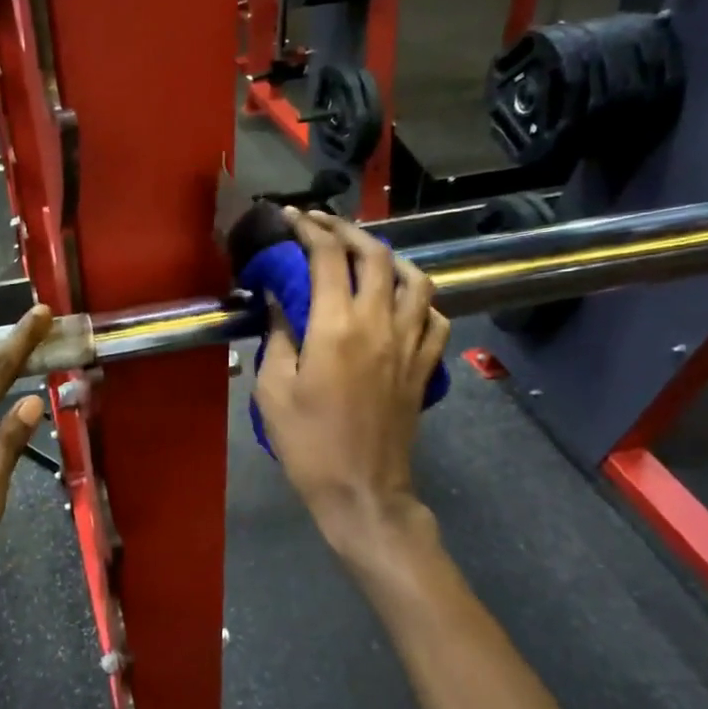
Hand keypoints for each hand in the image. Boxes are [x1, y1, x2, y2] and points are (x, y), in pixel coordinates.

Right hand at [253, 210, 450, 565]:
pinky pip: (435, 316)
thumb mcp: (272, 390)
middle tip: (323, 226)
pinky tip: (400, 302)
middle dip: (347, 231)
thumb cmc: (308, 443)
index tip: (292, 217)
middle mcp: (379, 323)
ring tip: (366, 256)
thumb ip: (277, 336)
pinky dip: (418, 298)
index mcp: (336, 327)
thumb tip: (275, 299)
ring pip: (415, 278)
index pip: (328, 257)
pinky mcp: (425, 365)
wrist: (362, 490)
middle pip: (375, 255)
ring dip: (389, 257)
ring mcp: (410, 343)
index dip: (309, 229)